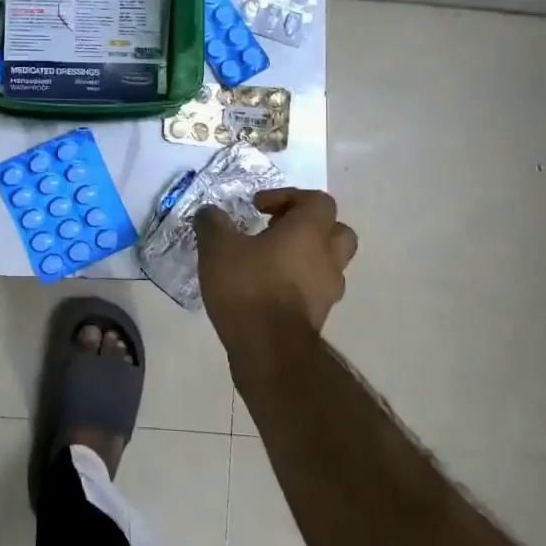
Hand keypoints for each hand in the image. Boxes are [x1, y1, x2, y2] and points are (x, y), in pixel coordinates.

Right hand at [195, 188, 357, 355]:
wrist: (268, 350)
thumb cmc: (248, 287)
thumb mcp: (217, 247)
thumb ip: (213, 223)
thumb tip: (210, 212)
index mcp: (309, 231)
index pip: (318, 200)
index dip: (289, 196)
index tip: (259, 207)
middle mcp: (327, 257)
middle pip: (336, 230)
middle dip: (308, 226)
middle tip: (276, 230)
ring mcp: (328, 290)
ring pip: (328, 262)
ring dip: (305, 256)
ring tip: (269, 261)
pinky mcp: (319, 316)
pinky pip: (314, 289)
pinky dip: (298, 283)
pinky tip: (267, 288)